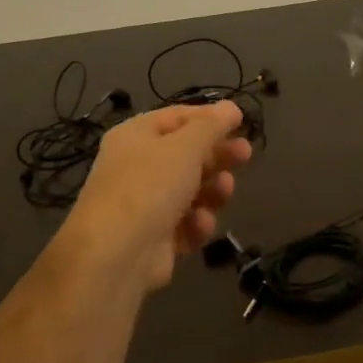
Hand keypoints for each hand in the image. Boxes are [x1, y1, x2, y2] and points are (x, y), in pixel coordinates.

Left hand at [63, 102, 252, 290]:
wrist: (116, 255)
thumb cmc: (150, 187)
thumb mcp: (185, 147)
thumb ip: (211, 126)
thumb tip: (230, 107)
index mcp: (136, 136)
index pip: (177, 117)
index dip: (209, 118)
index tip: (241, 122)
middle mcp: (137, 167)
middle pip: (187, 155)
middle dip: (217, 156)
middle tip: (245, 156)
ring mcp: (145, 204)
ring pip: (191, 191)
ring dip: (212, 191)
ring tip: (223, 192)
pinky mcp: (155, 238)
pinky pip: (186, 224)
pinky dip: (197, 224)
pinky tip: (199, 225)